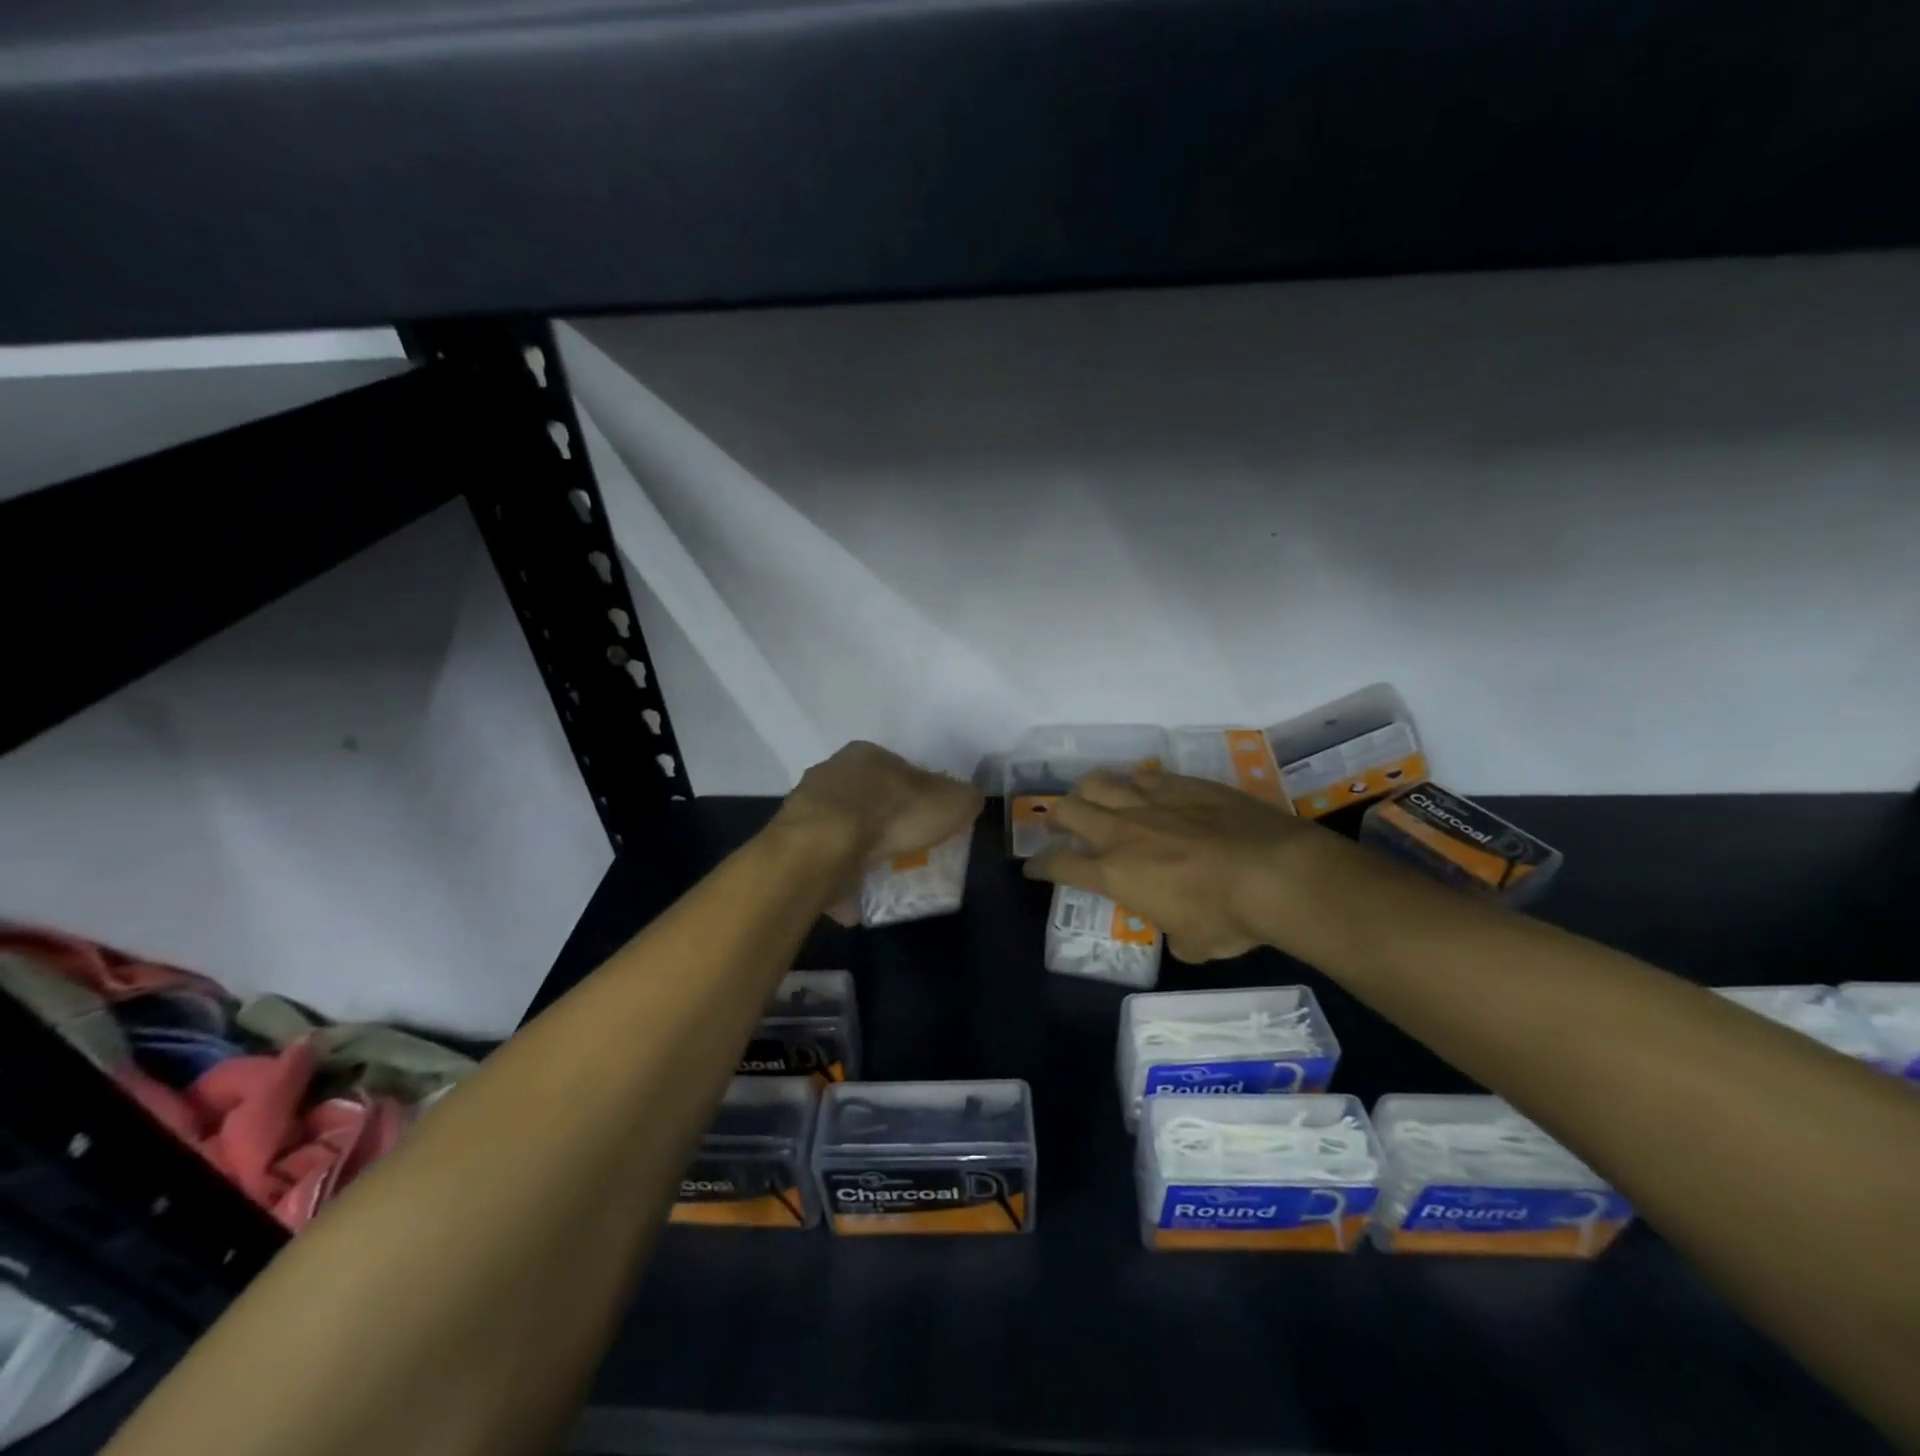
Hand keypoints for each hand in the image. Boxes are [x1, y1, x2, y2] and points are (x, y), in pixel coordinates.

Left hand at [774, 742, 983, 917]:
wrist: (821, 848)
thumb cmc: (890, 814)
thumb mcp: (950, 802)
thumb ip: (964, 798)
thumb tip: (967, 800)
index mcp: (868, 754)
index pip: (900, 771)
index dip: (919, 797)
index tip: (929, 825)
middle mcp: (832, 772)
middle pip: (868, 798)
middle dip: (885, 823)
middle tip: (905, 853)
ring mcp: (805, 806)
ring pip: (842, 828)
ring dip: (858, 850)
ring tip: (878, 878)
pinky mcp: (789, 841)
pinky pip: (823, 859)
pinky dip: (838, 876)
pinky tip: (853, 897)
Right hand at [1024, 767, 1324, 961]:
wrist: (1274, 873)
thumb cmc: (1227, 918)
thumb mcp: (1193, 943)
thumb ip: (1174, 934)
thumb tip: (1180, 932)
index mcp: (1114, 874)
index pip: (1060, 865)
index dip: (1040, 866)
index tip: (1033, 867)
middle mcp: (1122, 831)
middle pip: (1068, 810)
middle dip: (1055, 817)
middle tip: (1058, 825)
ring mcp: (1151, 801)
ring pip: (1100, 783)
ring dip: (1087, 791)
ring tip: (1091, 797)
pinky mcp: (1182, 783)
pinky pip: (1144, 774)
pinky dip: (1133, 782)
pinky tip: (1141, 788)